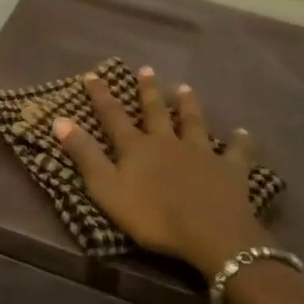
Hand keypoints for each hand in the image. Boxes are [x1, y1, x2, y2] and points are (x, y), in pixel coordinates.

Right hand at [53, 67, 266, 279]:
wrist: (210, 233)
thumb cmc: (152, 216)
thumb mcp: (107, 189)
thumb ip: (85, 155)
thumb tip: (60, 120)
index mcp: (137, 147)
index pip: (114, 117)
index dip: (102, 96)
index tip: (94, 75)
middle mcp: (168, 142)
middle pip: (156, 112)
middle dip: (148, 91)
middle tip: (146, 69)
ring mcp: (201, 153)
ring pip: (194, 123)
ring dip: (189, 105)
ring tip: (185, 88)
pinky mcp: (230, 170)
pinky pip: (237, 152)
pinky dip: (240, 141)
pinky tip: (243, 132)